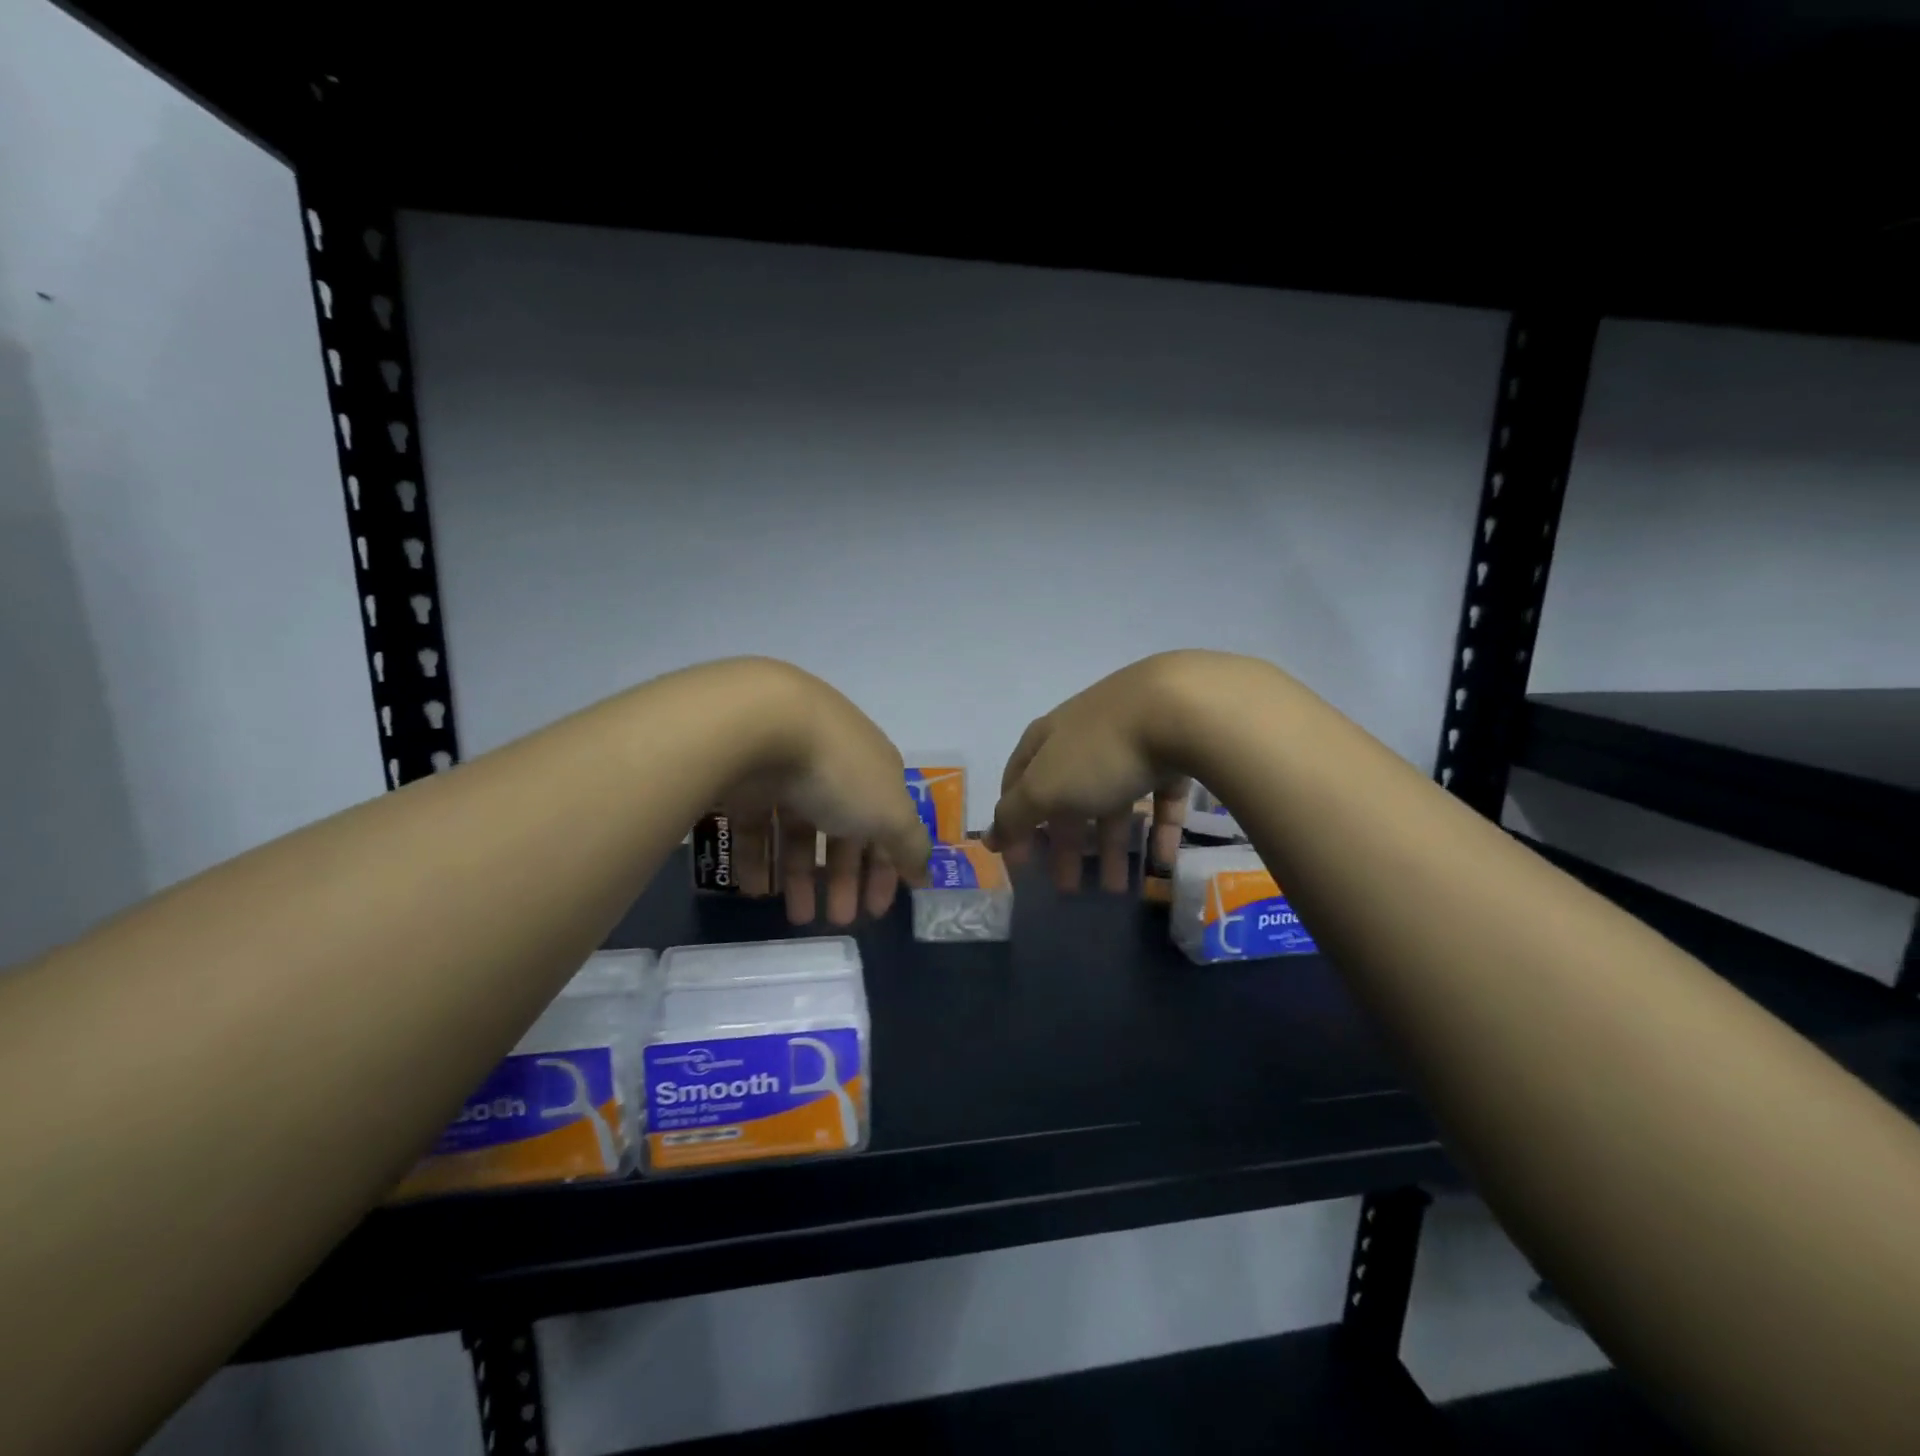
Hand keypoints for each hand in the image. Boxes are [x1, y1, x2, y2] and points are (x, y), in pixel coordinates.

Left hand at [714, 664, 930, 924]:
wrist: (763, 723)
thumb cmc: (840, 772)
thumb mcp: (891, 813)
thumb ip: (910, 845)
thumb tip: (926, 874)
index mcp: (875, 772)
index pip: (888, 826)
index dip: (887, 869)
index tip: (876, 911)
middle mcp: (836, 770)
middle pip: (844, 832)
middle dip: (845, 880)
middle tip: (838, 922)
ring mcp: (789, 773)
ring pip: (799, 833)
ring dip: (802, 878)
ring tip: (798, 919)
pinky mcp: (748, 780)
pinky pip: (758, 826)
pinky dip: (760, 859)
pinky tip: (759, 890)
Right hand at [986, 654, 1195, 891]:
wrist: (1181, 709)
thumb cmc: (1100, 752)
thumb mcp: (1045, 787)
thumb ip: (1015, 815)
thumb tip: (990, 838)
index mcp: (1047, 740)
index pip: (1018, 782)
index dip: (1014, 822)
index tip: (1019, 863)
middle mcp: (1084, 739)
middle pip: (1067, 798)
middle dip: (1065, 845)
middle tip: (1068, 888)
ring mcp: (1130, 744)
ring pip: (1114, 802)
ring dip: (1112, 847)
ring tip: (1118, 889)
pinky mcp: (1172, 754)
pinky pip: (1158, 799)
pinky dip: (1156, 831)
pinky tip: (1160, 862)